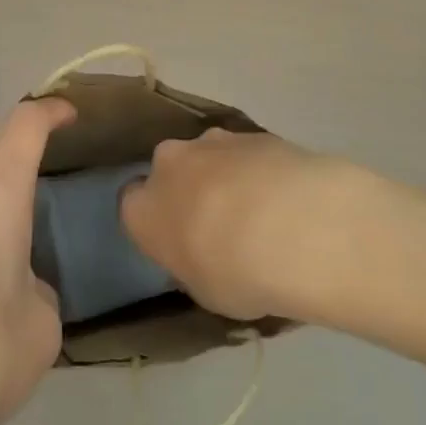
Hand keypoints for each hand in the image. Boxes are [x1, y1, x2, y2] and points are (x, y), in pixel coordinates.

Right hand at [120, 127, 367, 323]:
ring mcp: (211, 142)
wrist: (293, 227)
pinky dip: (258, 169)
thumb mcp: (206, 293)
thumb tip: (202, 258)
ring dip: (225, 176)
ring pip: (208, 156)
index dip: (155, 222)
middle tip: (218, 223)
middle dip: (188, 189)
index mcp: (143, 209)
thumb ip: (194, 268)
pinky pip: (246, 153)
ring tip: (261, 210)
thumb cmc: (236, 273)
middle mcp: (168, 164)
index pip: (132, 206)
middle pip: (170, 171)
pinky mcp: (252, 132)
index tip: (176, 240)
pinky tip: (286, 197)